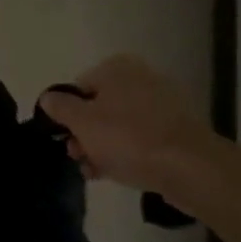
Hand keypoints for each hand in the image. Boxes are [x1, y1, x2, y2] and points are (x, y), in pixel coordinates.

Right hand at [37, 55, 217, 196]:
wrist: (191, 169)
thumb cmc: (128, 138)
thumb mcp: (81, 122)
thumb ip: (60, 107)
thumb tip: (49, 98)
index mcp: (117, 68)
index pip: (78, 87)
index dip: (67, 114)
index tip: (65, 137)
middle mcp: (141, 78)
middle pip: (100, 107)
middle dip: (85, 133)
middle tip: (78, 156)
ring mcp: (164, 105)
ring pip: (121, 125)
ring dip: (103, 147)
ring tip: (96, 171)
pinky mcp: (179, 131)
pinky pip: (143, 139)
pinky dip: (129, 153)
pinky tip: (119, 173)